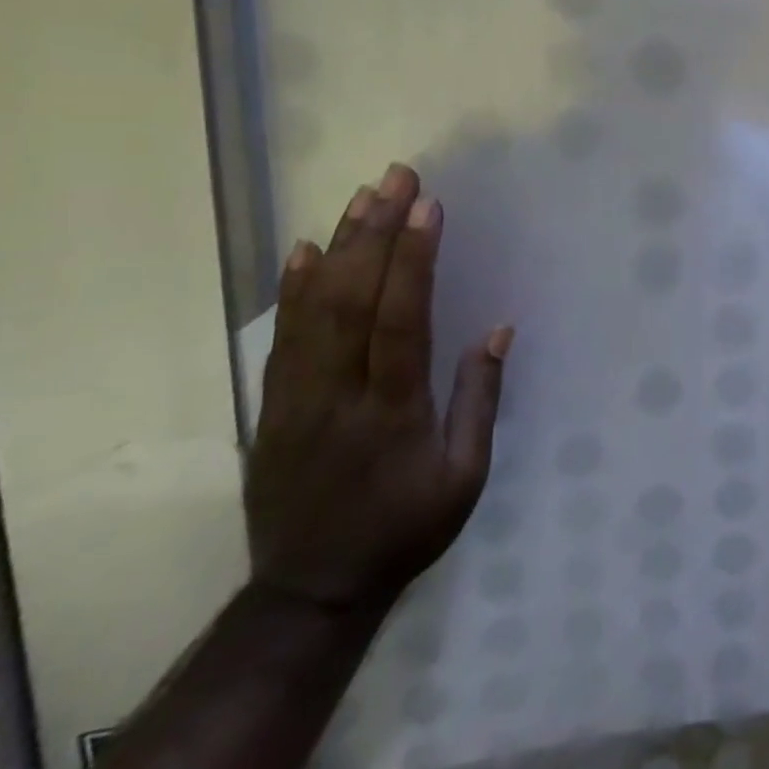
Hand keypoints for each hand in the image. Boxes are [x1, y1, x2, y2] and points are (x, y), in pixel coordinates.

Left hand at [244, 163, 509, 616]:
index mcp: (392, 413)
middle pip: (353, 300)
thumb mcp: (465, 477)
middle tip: (397, 177)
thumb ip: (480, 400)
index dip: (414, 260)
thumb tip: (496, 330)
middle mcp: (338, 395)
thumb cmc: (405, 531)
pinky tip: (302, 250)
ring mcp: (296, 398)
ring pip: (313, 309)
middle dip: (377, 232)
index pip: (401, 321)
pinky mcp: (272, 406)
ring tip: (362, 196)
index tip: (428, 207)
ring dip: (339, 246)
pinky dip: (292, 289)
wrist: (312, 590)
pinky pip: (282, 337)